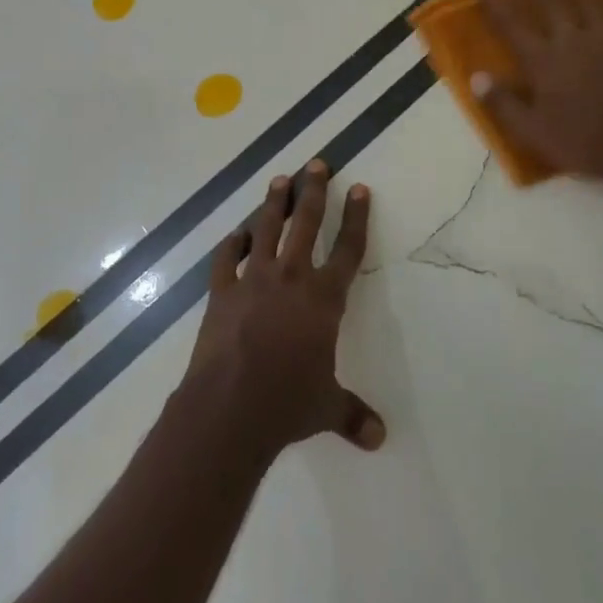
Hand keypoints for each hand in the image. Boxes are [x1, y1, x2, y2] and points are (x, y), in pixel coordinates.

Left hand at [180, 160, 385, 461]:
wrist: (231, 406)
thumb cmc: (288, 403)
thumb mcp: (327, 408)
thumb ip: (352, 416)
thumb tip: (380, 439)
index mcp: (324, 299)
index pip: (348, 250)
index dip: (356, 218)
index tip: (360, 189)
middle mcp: (292, 278)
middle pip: (306, 223)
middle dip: (314, 191)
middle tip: (316, 164)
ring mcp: (254, 279)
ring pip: (267, 229)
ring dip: (274, 203)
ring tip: (279, 180)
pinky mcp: (222, 290)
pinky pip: (227, 258)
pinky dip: (232, 244)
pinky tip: (236, 234)